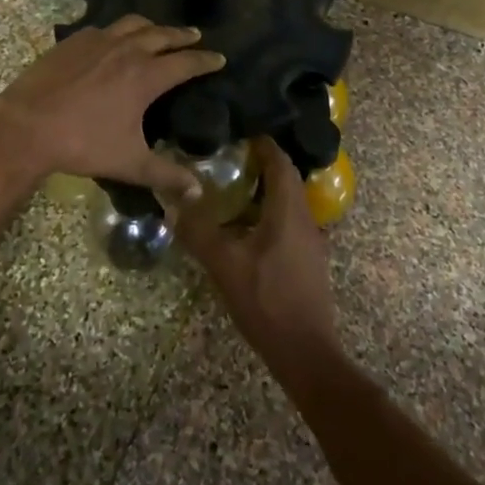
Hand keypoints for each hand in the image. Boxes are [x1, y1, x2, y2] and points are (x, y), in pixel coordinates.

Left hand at [0, 15, 223, 197]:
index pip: (186, 62)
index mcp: (146, 76)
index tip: (219, 58)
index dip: (205, 60)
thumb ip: (165, 175)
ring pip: (133, 24)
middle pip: (163, 35)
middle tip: (195, 36)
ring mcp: (98, 41)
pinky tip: (112, 40)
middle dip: (182, 36)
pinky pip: (104, 28)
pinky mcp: (74, 41)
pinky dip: (118, 31)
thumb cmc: (83, 143)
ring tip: (158, 31)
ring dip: (152, 26)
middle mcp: (127, 50)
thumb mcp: (129, 163)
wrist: (28, 124)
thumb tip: (197, 191)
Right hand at [173, 138, 340, 380]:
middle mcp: (306, 219)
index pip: (280, 162)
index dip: (263, 144)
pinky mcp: (310, 261)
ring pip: (291, 201)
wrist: (305, 352)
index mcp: (289, 210)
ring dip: (267, 190)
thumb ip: (198, 230)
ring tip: (235, 187)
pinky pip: (291, 222)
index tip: (240, 132)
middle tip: (231, 157)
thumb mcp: (224, 264)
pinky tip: (248, 227)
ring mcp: (311, 241)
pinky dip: (271, 212)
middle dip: (263, 164)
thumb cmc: (266, 300)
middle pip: (288, 179)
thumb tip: (173, 202)